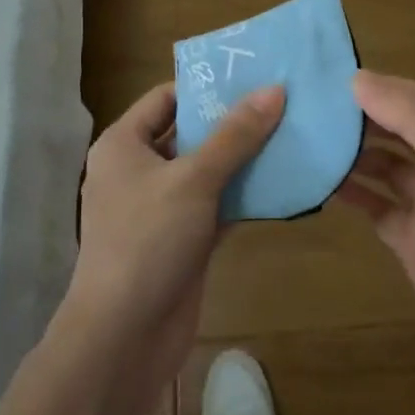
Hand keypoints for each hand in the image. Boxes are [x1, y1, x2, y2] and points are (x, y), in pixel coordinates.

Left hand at [56, 82, 285, 388]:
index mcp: (124, 145)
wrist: (123, 338)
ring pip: (206, 170)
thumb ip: (235, 135)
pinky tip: (283, 181)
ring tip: (290, 133)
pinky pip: (216, 204)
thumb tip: (274, 90)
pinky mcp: (181, 239)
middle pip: (189, 132)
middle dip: (232, 121)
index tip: (252, 76)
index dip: (206, 86)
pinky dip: (243, 194)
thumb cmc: (148, 240)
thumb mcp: (194, 179)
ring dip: (243, 158)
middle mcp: (138, 170)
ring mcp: (160, 207)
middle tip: (281, 101)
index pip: (166, 97)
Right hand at [338, 72, 414, 393]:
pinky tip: (318, 181)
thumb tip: (358, 78)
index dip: (374, 85)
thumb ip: (409, 117)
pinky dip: (350, 191)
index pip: (413, 95)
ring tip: (304, 139)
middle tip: (306, 107)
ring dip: (350, 153)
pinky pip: (374, 202)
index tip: (325, 78)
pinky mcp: (410, 234)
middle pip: (394, 127)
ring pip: (381, 163)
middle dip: (357, 118)